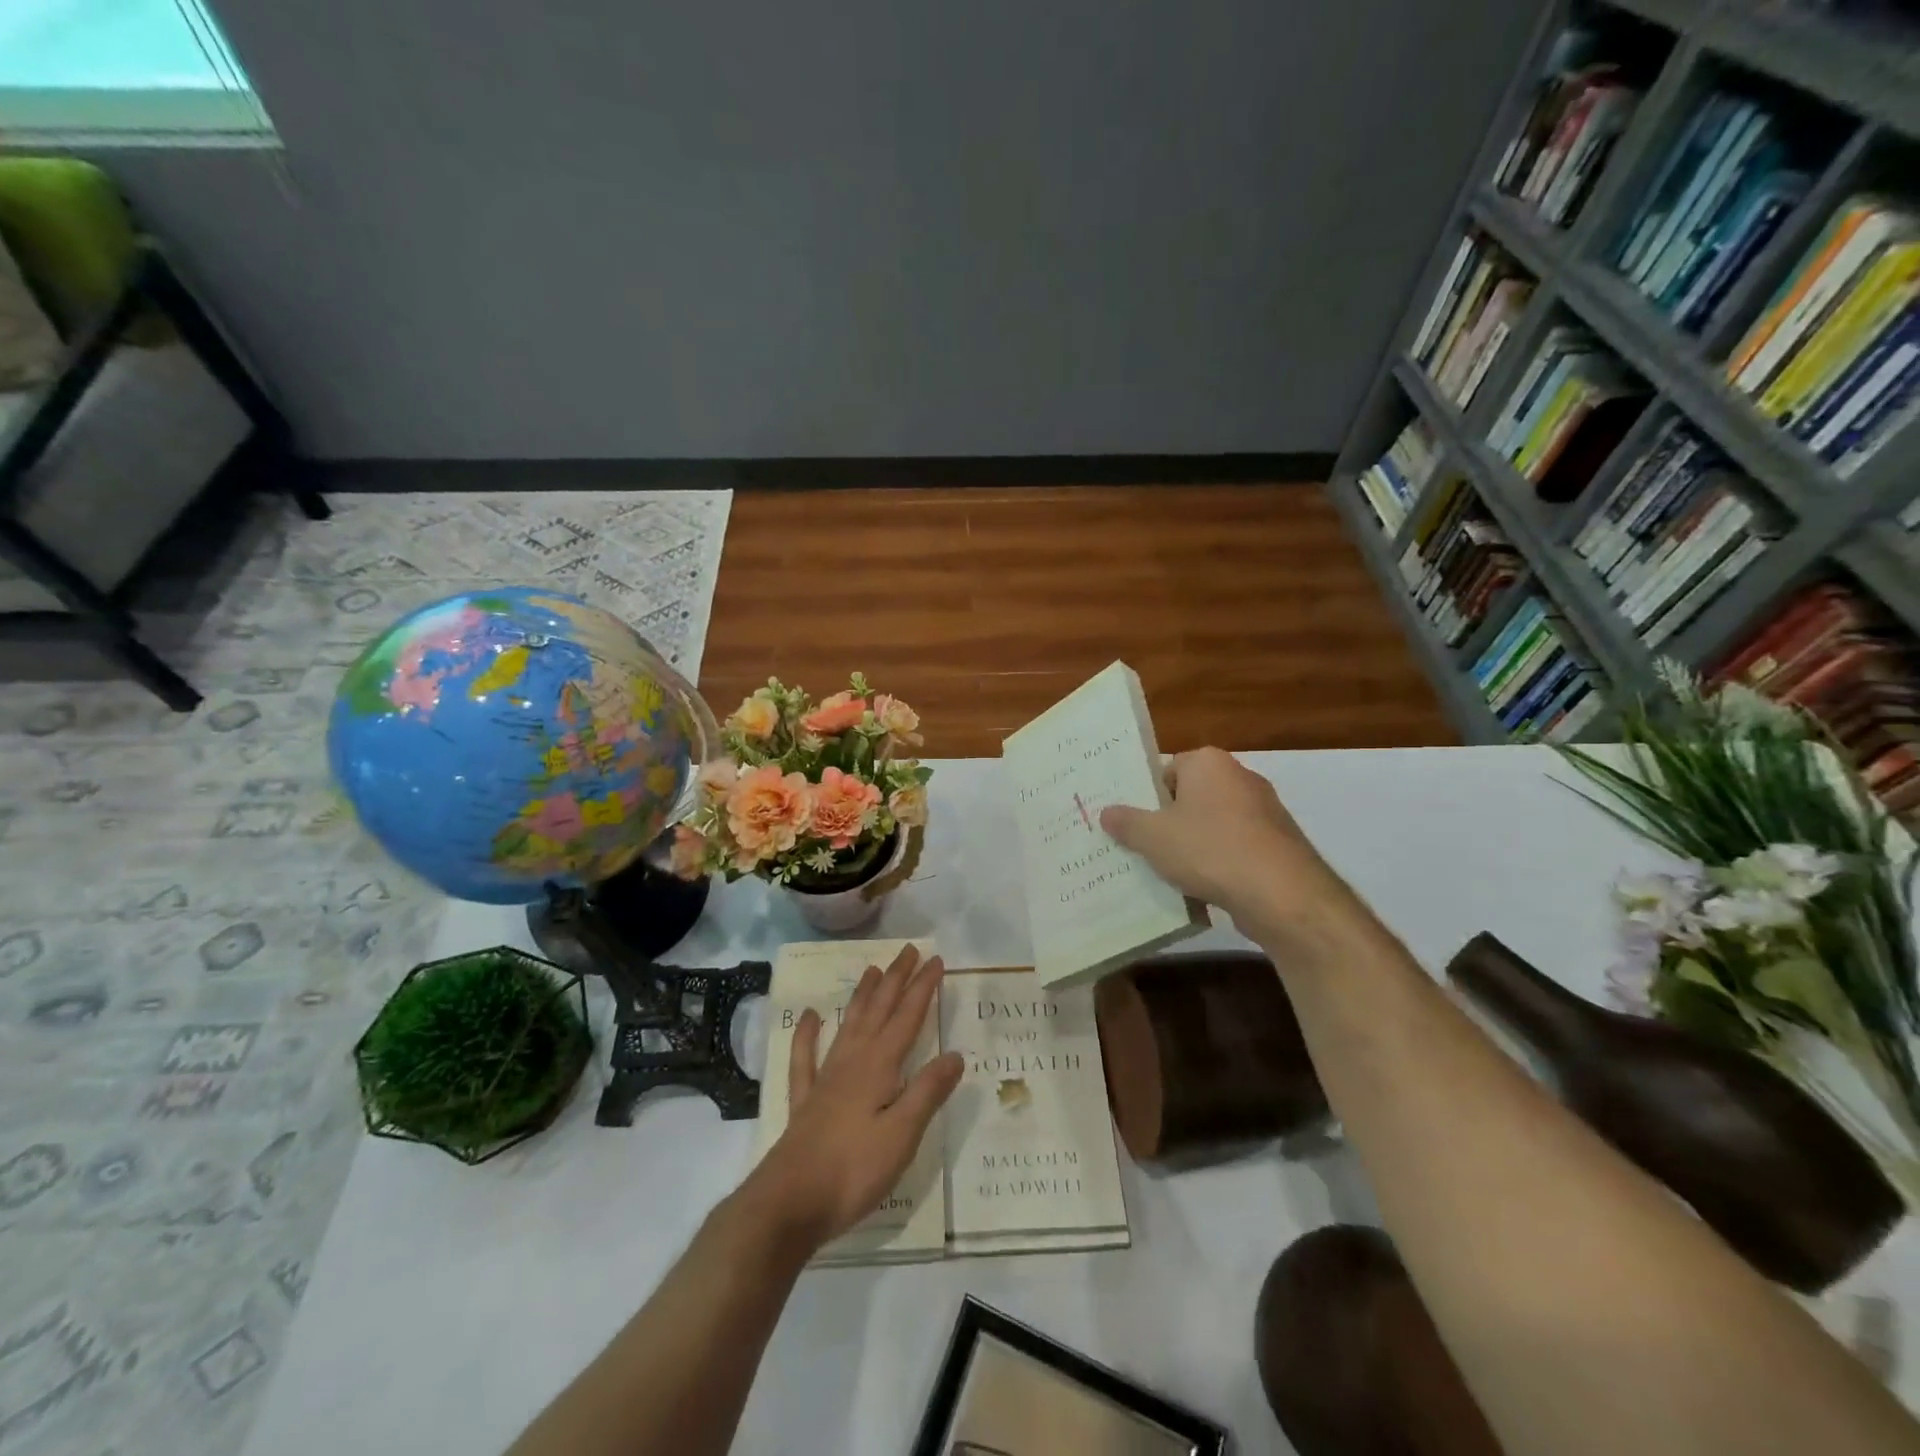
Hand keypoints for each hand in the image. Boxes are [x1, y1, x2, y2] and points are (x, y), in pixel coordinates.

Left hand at [746, 945, 963, 1252]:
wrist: (788, 1202)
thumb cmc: (853, 1170)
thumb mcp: (902, 1134)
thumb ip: (927, 1092)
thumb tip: (955, 1054)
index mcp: (879, 1067)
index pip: (907, 1018)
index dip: (922, 988)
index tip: (936, 960)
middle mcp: (852, 1062)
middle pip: (878, 1011)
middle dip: (895, 979)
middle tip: (908, 951)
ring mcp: (825, 1080)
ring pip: (848, 1025)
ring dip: (862, 996)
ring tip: (871, 970)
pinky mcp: (805, 1102)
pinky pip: (805, 1059)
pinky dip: (808, 1035)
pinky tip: (811, 1017)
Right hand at [1100, 748, 1351, 940]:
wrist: (1282, 894)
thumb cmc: (1209, 850)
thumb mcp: (1152, 837)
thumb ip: (1126, 822)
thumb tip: (1106, 812)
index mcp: (1208, 763)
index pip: (1167, 769)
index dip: (1147, 796)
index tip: (1130, 822)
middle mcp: (1239, 777)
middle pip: (1190, 797)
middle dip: (1168, 821)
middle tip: (1141, 846)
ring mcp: (1264, 811)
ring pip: (1213, 825)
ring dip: (1193, 845)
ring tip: (1167, 873)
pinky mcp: (1279, 844)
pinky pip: (1236, 848)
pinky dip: (1219, 864)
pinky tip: (1202, 889)